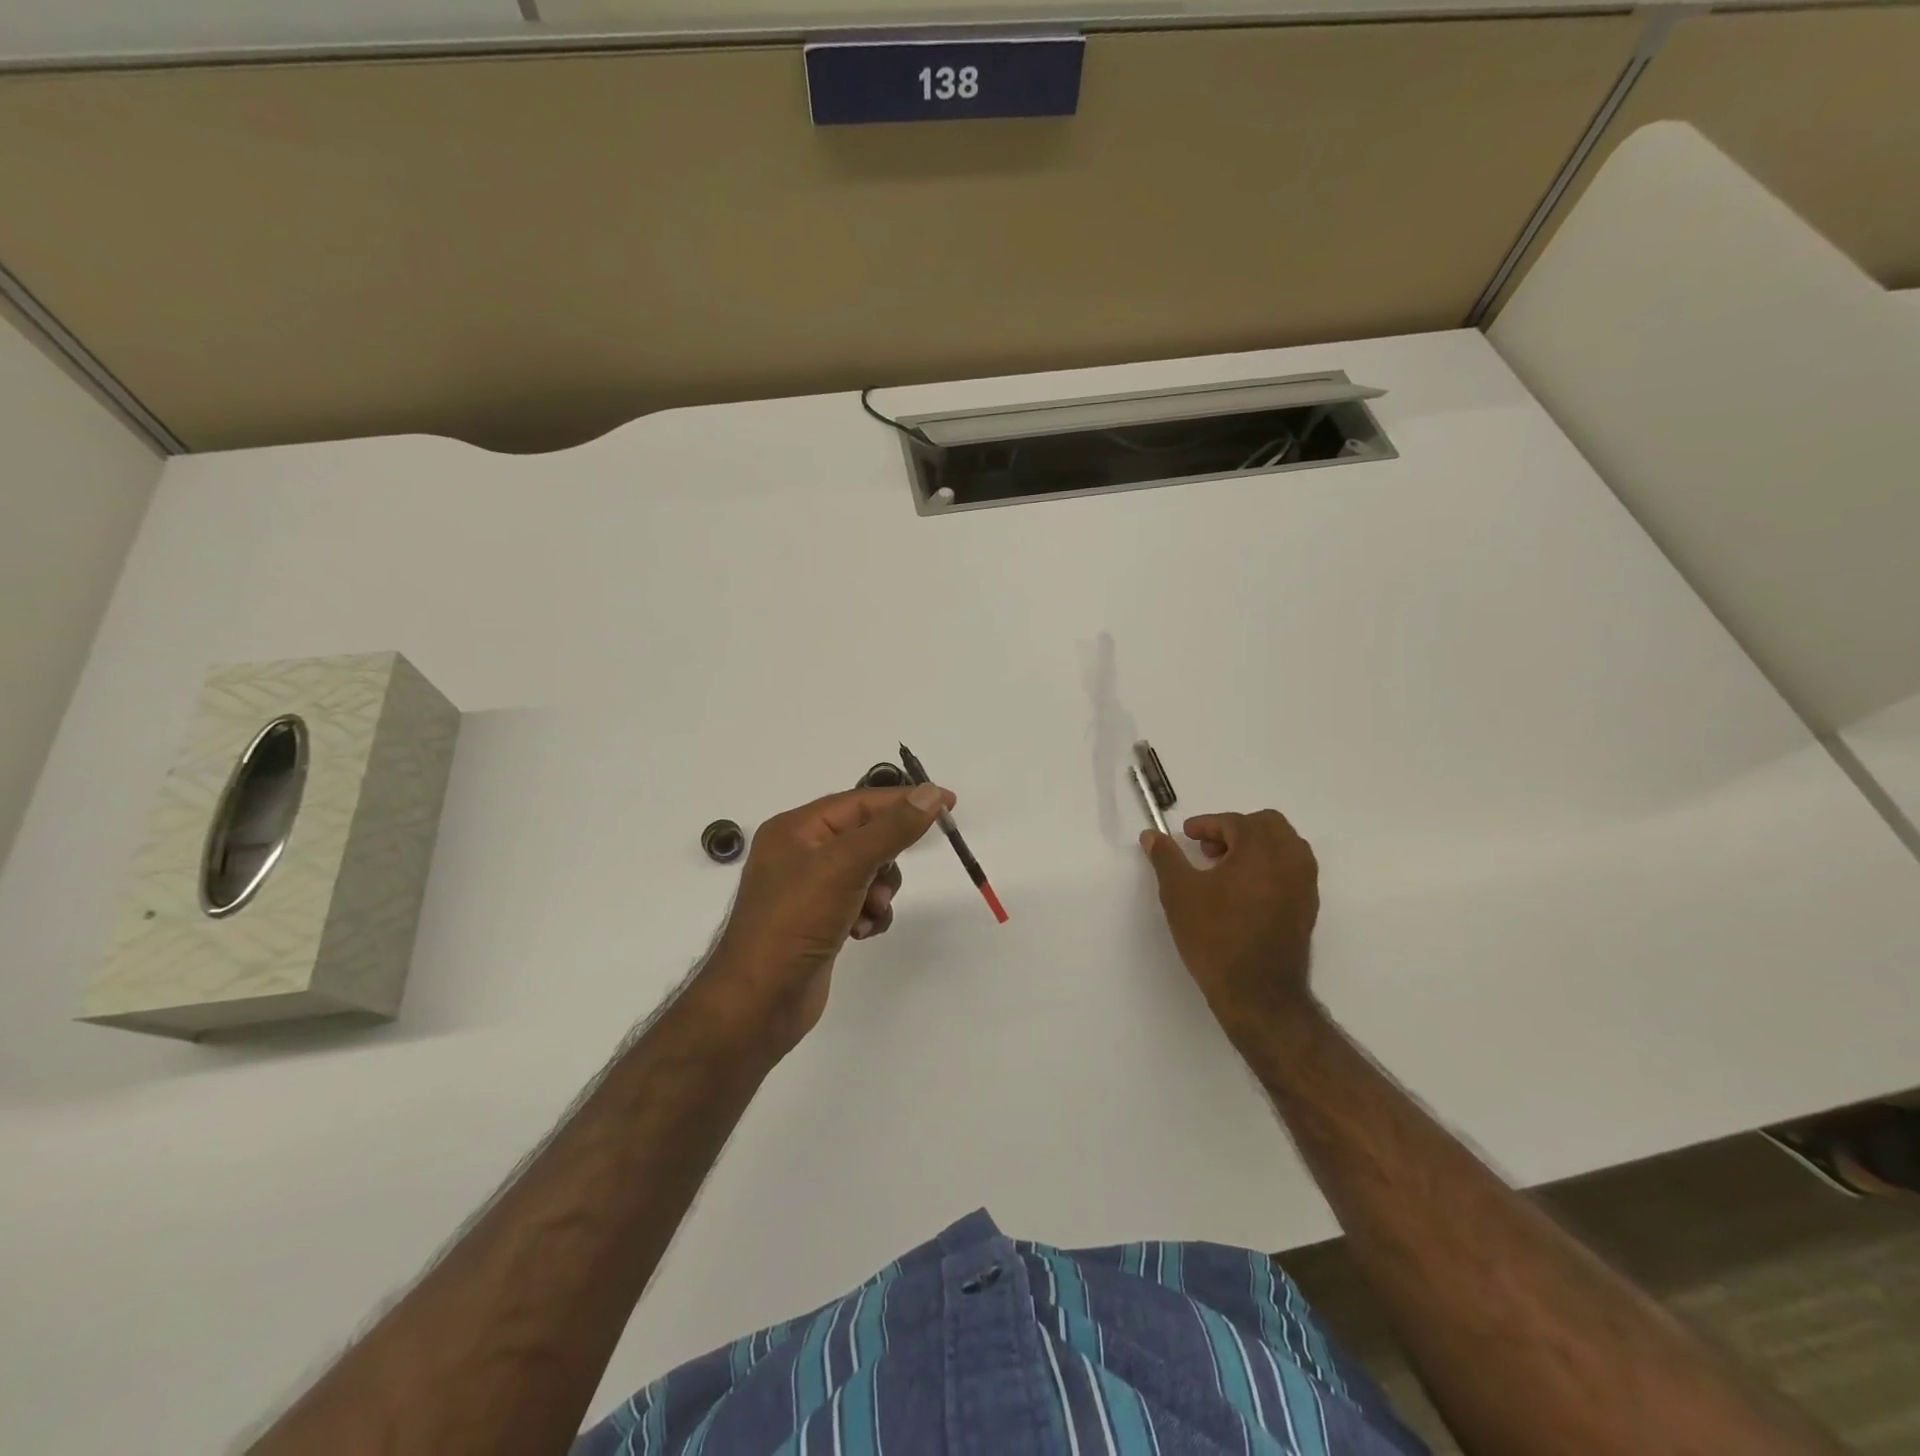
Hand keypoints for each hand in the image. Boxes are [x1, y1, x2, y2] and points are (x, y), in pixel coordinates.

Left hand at [698, 783, 953, 1058]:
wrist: (759, 1002)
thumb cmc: (796, 921)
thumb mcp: (846, 865)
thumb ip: (891, 829)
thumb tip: (931, 793)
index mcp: (796, 829)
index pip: (860, 802)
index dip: (904, 801)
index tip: (948, 804)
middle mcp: (800, 853)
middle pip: (866, 836)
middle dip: (886, 858)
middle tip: (889, 878)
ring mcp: (809, 889)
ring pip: (868, 871)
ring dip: (880, 890)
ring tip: (870, 911)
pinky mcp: (819, 920)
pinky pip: (860, 901)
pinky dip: (870, 913)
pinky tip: (863, 932)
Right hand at [1140, 810, 1319, 1045]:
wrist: (1257, 993)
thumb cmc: (1215, 936)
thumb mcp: (1179, 893)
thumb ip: (1166, 858)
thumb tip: (1152, 835)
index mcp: (1261, 849)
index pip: (1234, 822)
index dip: (1206, 825)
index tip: (1187, 836)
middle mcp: (1290, 860)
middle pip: (1267, 825)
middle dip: (1235, 830)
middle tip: (1208, 850)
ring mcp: (1304, 885)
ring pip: (1284, 846)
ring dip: (1254, 847)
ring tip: (1224, 871)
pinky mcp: (1307, 908)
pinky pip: (1291, 870)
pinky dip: (1268, 867)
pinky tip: (1242, 893)